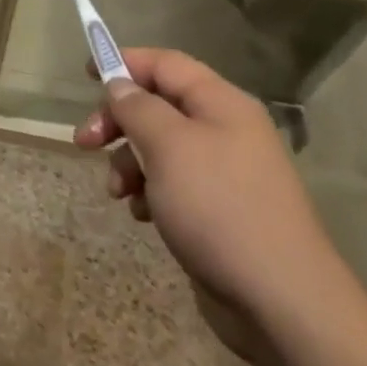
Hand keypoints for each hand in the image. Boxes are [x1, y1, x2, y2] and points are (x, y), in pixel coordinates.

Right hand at [75, 48, 350, 365]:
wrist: (281, 302)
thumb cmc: (219, 208)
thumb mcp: (168, 146)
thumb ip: (137, 107)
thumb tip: (120, 84)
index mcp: (221, 104)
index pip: (165, 63)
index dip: (125, 62)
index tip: (85, 75)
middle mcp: (225, 130)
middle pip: (157, 106)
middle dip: (118, 121)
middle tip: (85, 142)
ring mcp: (223, 172)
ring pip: (159, 148)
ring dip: (129, 162)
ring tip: (119, 192)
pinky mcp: (218, 210)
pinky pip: (171, 184)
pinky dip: (149, 192)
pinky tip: (142, 215)